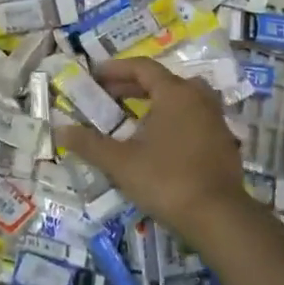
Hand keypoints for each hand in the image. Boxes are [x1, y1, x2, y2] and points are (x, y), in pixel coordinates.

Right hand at [56, 58, 251, 245]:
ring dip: (156, 101)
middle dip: (133, 86)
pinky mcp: (223, 141)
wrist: (218, 217)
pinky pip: (193, 117)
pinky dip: (173, 119)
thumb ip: (89, 143)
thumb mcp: (120, 162)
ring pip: (182, 98)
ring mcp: (215, 119)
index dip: (116, 69)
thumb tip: (59, 130)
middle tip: (108, 96)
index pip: (142, 68)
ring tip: (134, 116)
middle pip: (162, 80)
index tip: (95, 75)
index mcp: (175, 93)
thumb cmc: (166, 180)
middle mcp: (198, 98)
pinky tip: (159, 140)